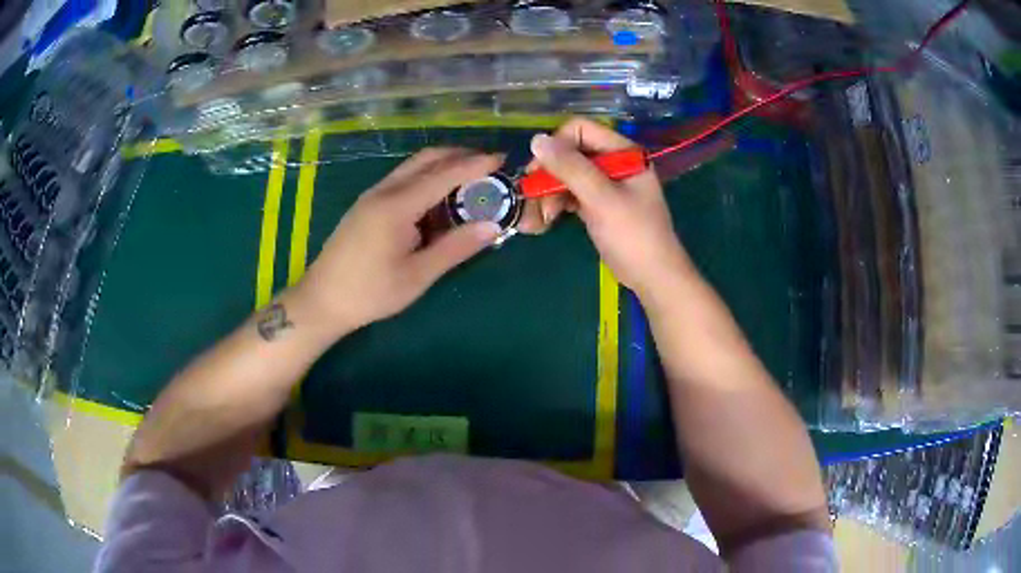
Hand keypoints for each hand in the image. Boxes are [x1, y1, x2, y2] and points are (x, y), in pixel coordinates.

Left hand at [294, 148, 502, 334]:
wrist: (322, 300)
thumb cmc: (370, 292)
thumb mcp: (417, 275)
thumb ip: (455, 248)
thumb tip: (492, 226)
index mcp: (397, 205)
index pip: (444, 174)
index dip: (475, 164)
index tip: (502, 159)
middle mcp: (384, 190)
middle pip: (427, 158)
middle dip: (460, 155)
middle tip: (489, 165)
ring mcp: (373, 195)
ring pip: (413, 166)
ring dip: (443, 164)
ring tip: (470, 179)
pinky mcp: (367, 204)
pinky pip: (403, 179)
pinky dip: (427, 177)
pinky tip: (438, 197)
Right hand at [525, 118, 693, 297]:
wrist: (653, 277)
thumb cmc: (633, 235)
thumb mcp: (601, 198)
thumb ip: (570, 167)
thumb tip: (536, 140)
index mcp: (623, 152)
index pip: (580, 130)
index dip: (557, 145)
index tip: (540, 170)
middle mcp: (615, 162)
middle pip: (571, 151)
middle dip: (551, 171)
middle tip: (533, 194)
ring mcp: (607, 183)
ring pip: (569, 173)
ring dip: (551, 189)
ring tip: (544, 214)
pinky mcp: (600, 203)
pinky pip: (573, 192)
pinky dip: (559, 201)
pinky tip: (549, 217)